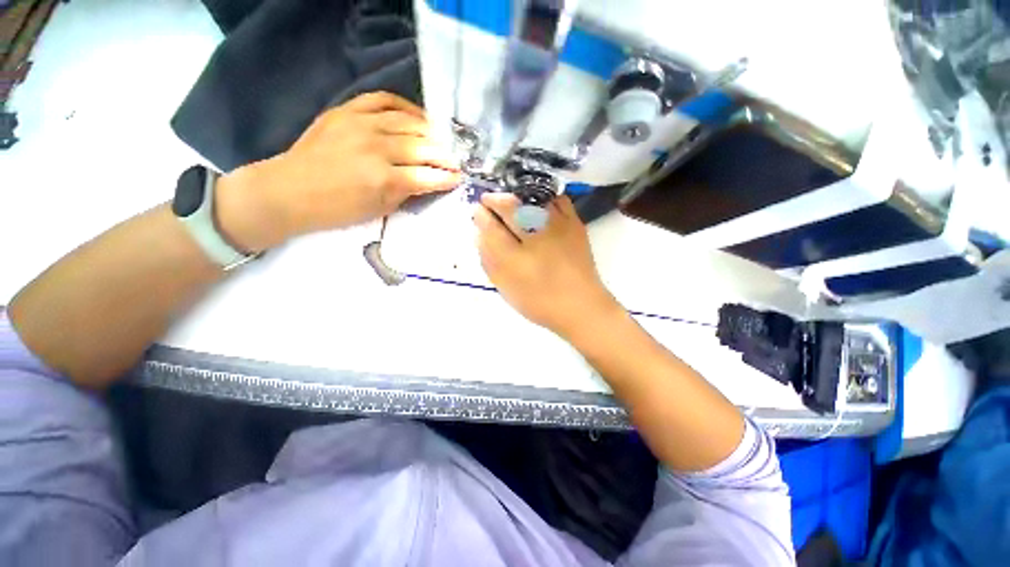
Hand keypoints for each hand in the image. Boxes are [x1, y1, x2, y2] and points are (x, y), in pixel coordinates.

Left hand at [217, 92, 460, 250]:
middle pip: (423, 147)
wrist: (289, 190)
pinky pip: (383, 99)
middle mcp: (377, 148)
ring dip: (431, 132)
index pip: (428, 176)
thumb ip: (407, 193)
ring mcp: (361, 124)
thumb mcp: (379, 210)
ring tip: (442, 139)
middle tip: (456, 160)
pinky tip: (417, 116)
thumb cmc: (337, 209)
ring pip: (408, 122)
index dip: (447, 177)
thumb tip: (428, 181)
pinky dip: (405, 106)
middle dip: (445, 155)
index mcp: (384, 179)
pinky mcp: (346, 110)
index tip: (459, 178)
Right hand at [474, 193, 620, 338]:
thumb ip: (489, 261)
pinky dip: (543, 197)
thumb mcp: (506, 287)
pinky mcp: (575, 224)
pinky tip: (536, 204)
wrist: (580, 305)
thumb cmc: (539, 301)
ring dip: (515, 196)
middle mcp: (535, 238)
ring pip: (531, 198)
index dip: (481, 215)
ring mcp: (558, 228)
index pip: (491, 227)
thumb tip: (479, 234)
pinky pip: (556, 199)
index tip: (478, 212)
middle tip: (488, 201)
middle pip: (509, 206)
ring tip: (509, 201)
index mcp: (515, 259)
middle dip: (494, 200)